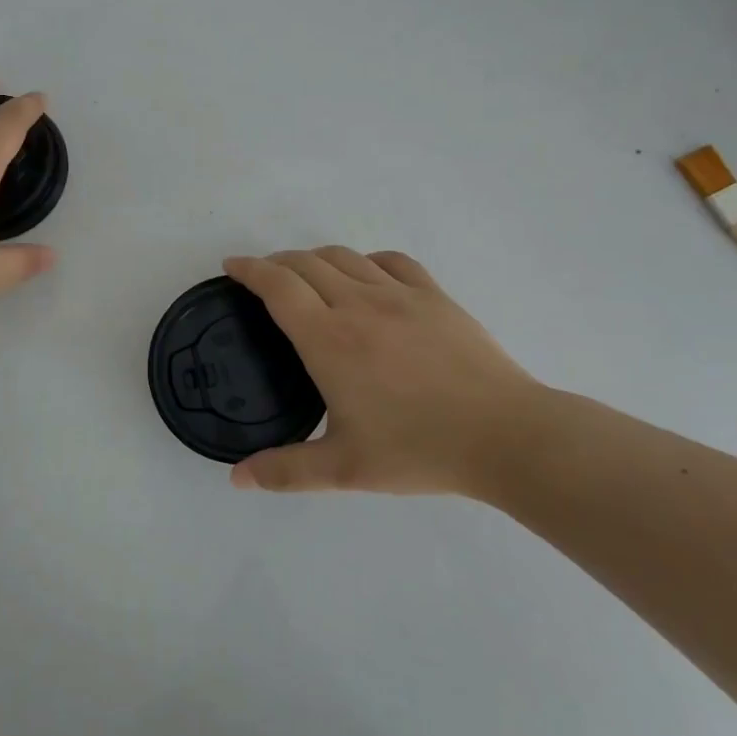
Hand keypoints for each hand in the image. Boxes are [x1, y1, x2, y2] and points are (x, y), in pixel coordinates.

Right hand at [223, 247, 548, 494]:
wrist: (504, 435)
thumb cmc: (419, 449)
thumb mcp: (345, 469)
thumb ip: (285, 471)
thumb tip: (237, 479)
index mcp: (329, 339)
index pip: (277, 286)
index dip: (249, 269)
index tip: (232, 266)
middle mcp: (357, 304)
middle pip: (306, 262)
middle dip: (276, 262)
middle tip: (263, 278)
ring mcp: (399, 295)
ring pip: (344, 257)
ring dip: (315, 258)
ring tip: (307, 275)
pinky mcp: (434, 296)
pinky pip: (391, 261)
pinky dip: (366, 261)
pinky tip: (366, 276)